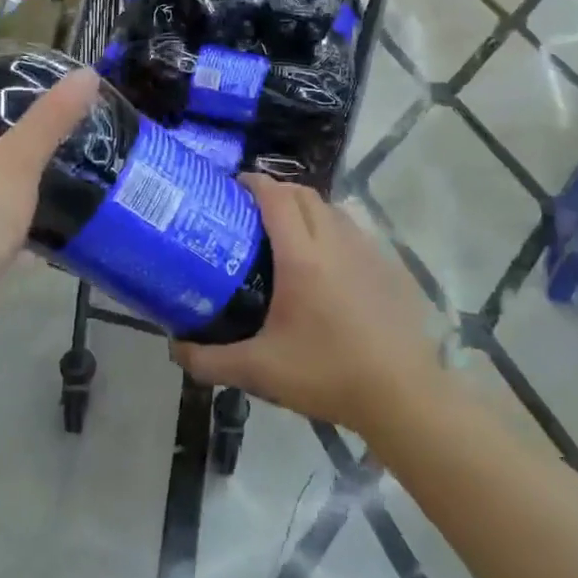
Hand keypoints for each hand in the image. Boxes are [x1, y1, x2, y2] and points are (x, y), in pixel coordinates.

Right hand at [170, 176, 440, 433]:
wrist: (403, 395)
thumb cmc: (328, 374)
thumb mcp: (259, 371)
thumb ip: (209, 360)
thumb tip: (174, 348)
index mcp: (302, 257)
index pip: (276, 197)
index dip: (253, 183)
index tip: (232, 188)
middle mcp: (335, 242)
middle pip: (304, 194)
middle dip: (276, 192)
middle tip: (251, 212)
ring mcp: (367, 251)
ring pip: (332, 210)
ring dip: (306, 209)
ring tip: (287, 234)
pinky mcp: (389, 266)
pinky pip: (354, 231)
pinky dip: (332, 230)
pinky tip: (326, 265)